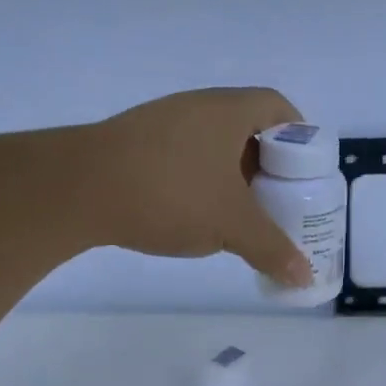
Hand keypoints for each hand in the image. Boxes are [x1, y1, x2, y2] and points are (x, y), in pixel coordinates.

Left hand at [87, 87, 311, 286]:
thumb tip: (303, 277)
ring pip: (213, 145)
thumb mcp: (232, 225)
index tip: (306, 172)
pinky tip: (197, 213)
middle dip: (268, 164)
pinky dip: (202, 180)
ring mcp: (163, 123)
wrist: (79, 189)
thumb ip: (272, 249)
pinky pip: (185, 157)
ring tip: (241, 213)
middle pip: (248, 128)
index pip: (278, 108)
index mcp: (229, 111)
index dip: (300, 136)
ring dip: (233, 175)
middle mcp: (197, 107)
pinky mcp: (136, 144)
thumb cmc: (171, 194)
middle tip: (279, 200)